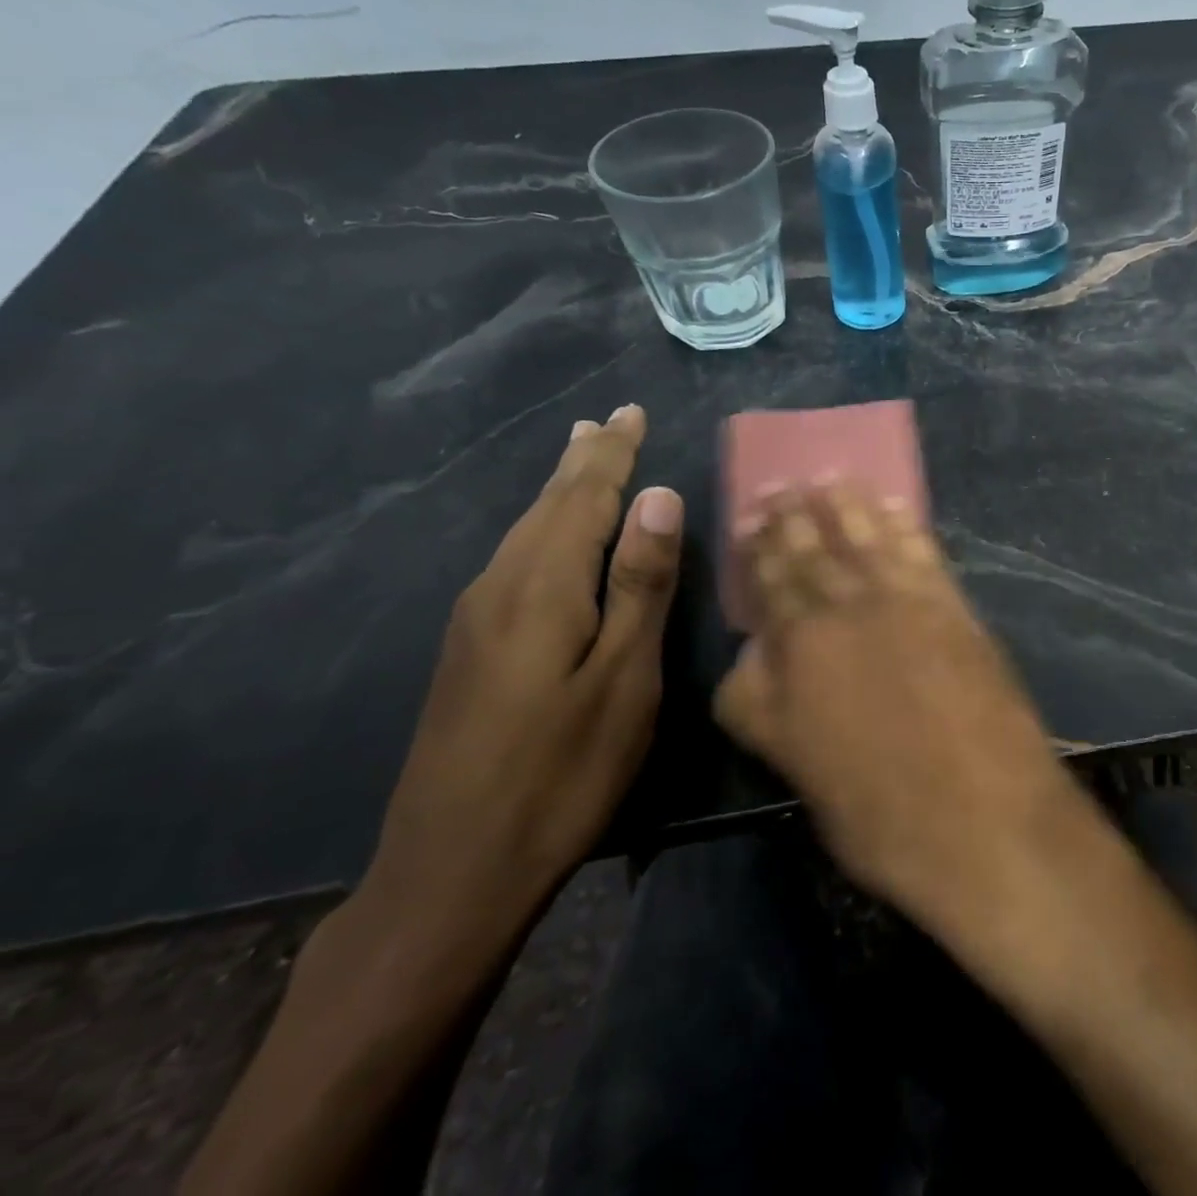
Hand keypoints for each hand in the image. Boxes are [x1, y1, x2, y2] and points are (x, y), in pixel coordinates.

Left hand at [366, 403, 683, 937]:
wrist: (453, 871)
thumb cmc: (562, 772)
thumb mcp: (623, 679)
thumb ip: (640, 584)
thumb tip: (658, 496)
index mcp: (542, 587)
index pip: (583, 497)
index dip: (612, 453)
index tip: (629, 411)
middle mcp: (500, 588)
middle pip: (546, 506)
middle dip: (581, 461)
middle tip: (603, 421)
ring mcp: (475, 620)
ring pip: (524, 531)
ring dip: (558, 491)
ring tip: (578, 458)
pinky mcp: (468, 650)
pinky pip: (513, 561)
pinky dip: (541, 528)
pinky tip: (548, 537)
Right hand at [713, 483, 1076, 935]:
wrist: (987, 821)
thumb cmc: (881, 814)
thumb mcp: (798, 768)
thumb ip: (765, 704)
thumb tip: (753, 654)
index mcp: (801, 649)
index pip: (773, 583)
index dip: (761, 549)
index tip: (752, 518)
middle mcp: (848, 610)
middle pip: (816, 551)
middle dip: (797, 516)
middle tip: (785, 483)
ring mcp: (906, 603)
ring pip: (867, 540)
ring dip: (848, 507)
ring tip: (832, 478)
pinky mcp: (955, 608)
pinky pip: (924, 551)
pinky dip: (907, 525)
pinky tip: (897, 506)